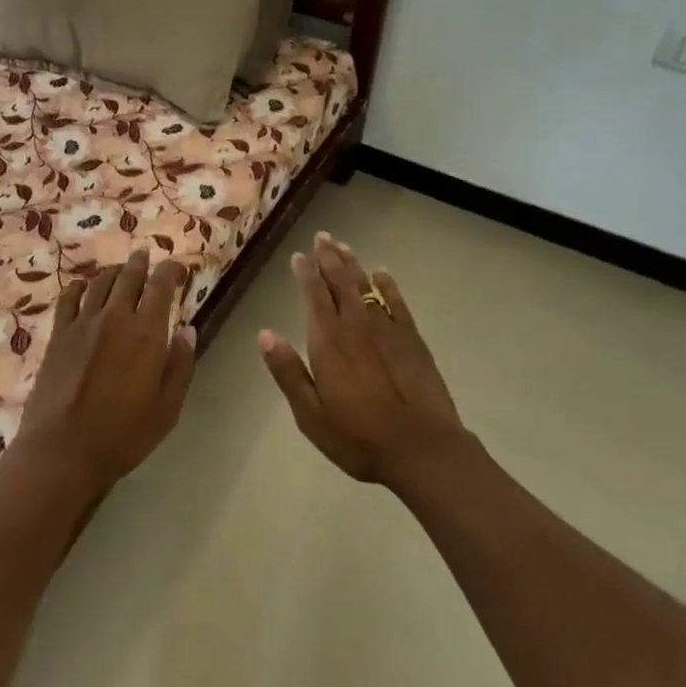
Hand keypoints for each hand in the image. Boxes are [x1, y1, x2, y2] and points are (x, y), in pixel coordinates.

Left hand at [14, 249, 198, 496]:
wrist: (62, 450)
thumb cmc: (123, 434)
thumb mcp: (167, 408)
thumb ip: (180, 365)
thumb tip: (187, 330)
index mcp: (146, 333)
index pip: (161, 285)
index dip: (171, 270)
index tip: (178, 268)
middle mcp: (114, 318)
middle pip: (129, 276)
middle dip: (141, 263)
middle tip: (147, 257)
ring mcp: (82, 324)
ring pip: (99, 282)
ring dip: (114, 272)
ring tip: (121, 271)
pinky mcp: (58, 335)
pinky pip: (68, 298)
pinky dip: (79, 286)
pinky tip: (84, 287)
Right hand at [260, 232, 472, 489]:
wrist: (421, 448)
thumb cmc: (358, 437)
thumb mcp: (310, 414)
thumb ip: (288, 372)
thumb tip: (264, 334)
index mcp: (328, 342)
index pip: (314, 296)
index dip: (306, 273)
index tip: (299, 256)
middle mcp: (356, 326)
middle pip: (341, 282)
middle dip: (329, 258)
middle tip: (322, 237)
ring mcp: (388, 329)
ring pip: (367, 286)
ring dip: (353, 265)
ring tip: (343, 246)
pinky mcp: (413, 339)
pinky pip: (397, 302)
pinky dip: (388, 285)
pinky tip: (382, 273)